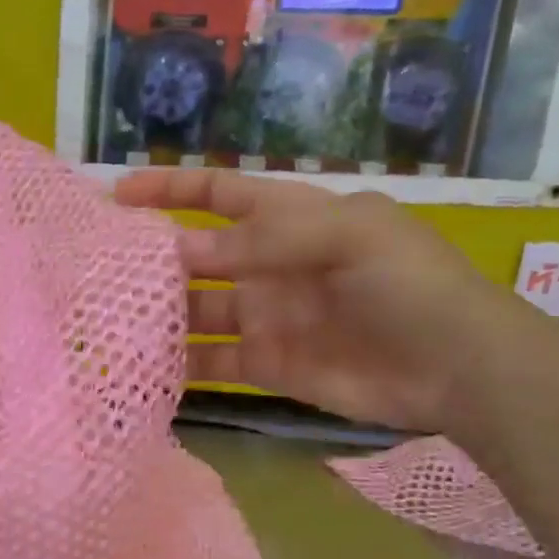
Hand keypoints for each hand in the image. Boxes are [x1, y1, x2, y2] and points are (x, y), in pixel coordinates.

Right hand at [115, 170, 558, 434]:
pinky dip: (181, 365)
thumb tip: (181, 252)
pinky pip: (213, 362)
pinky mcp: (268, 366)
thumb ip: (262, 241)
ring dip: (161, 315)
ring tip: (111, 322)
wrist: (459, 368)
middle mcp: (269, 265)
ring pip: (198, 311)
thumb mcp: (347, 238)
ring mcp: (266, 317)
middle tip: (100, 270)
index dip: (170, 190)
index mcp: (290, 219)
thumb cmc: (409, 284)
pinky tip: (145, 367)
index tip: (118, 196)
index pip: (219, 194)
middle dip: (154, 260)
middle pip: (197, 257)